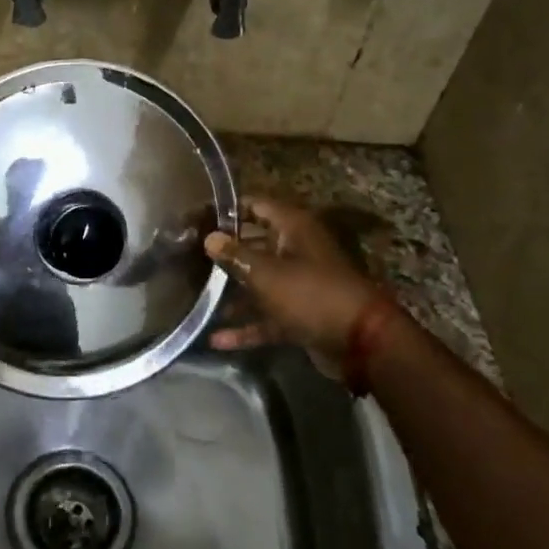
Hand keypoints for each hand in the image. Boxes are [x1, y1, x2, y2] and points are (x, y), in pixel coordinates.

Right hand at [204, 198, 395, 369]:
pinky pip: (267, 315)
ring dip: (232, 293)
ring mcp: (299, 284)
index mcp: (293, 228)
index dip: (226, 211)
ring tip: (196, 296)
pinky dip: (246, 326)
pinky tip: (217, 338)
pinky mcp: (299, 314)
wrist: (360, 342)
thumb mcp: (267, 273)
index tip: (195, 218)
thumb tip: (210, 238)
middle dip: (224, 252)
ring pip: (259, 282)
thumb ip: (235, 255)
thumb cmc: (310, 294)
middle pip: (254, 244)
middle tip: (188, 257)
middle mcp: (296, 250)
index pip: (255, 206)